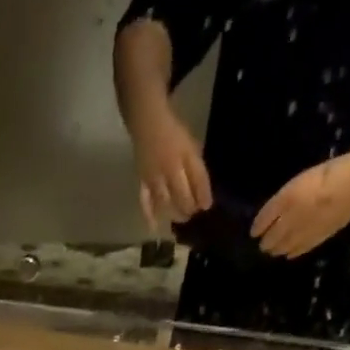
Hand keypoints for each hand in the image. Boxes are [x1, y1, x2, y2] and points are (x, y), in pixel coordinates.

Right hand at [131, 106, 212, 229]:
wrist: (147, 122)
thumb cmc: (173, 133)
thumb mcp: (190, 146)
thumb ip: (196, 169)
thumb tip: (202, 195)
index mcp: (186, 154)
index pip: (198, 178)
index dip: (203, 194)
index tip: (207, 206)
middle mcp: (171, 167)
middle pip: (182, 195)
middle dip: (189, 208)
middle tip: (192, 214)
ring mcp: (155, 176)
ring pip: (166, 202)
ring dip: (174, 213)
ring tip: (180, 218)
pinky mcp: (142, 181)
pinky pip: (145, 200)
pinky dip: (150, 215)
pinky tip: (154, 228)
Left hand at [251, 160, 349, 258]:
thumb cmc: (329, 174)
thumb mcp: (301, 181)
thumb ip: (285, 200)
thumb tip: (271, 218)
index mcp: (285, 199)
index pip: (263, 219)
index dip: (257, 228)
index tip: (254, 233)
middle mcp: (289, 218)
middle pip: (270, 239)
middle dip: (265, 243)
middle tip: (264, 245)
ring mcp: (301, 232)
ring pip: (281, 248)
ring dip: (276, 250)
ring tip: (275, 250)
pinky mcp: (314, 240)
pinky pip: (297, 251)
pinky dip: (291, 253)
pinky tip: (289, 253)